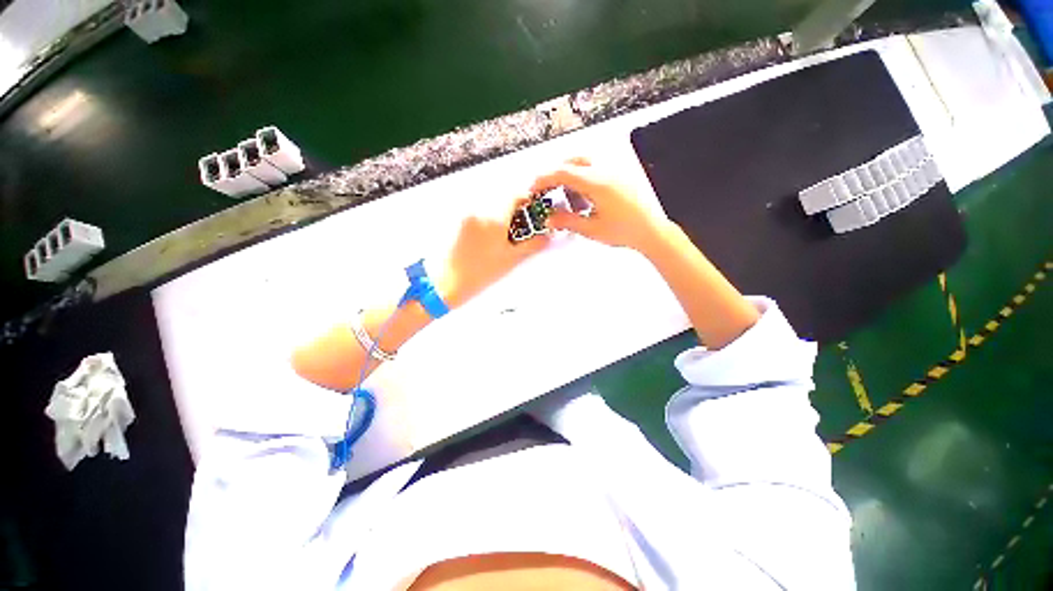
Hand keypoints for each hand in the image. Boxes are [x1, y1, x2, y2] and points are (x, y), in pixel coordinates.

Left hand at [436, 198, 550, 309]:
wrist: (445, 282)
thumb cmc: (479, 274)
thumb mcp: (510, 260)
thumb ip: (531, 245)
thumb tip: (545, 238)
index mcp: (494, 219)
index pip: (515, 195)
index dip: (527, 199)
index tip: (533, 208)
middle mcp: (479, 210)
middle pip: (502, 196)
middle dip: (514, 205)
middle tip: (520, 221)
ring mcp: (465, 214)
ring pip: (489, 201)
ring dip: (500, 209)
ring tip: (503, 230)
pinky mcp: (457, 219)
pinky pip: (477, 209)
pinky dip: (487, 215)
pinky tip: (488, 234)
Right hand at [530, 157, 668, 252]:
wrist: (650, 231)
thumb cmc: (624, 231)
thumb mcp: (591, 229)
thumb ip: (567, 221)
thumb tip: (549, 218)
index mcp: (596, 183)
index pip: (563, 172)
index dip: (545, 178)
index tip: (534, 187)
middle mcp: (605, 171)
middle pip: (573, 161)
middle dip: (556, 174)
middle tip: (548, 189)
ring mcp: (614, 172)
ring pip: (585, 163)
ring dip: (571, 175)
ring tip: (569, 198)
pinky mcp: (619, 177)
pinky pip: (596, 169)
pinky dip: (584, 179)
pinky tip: (585, 198)